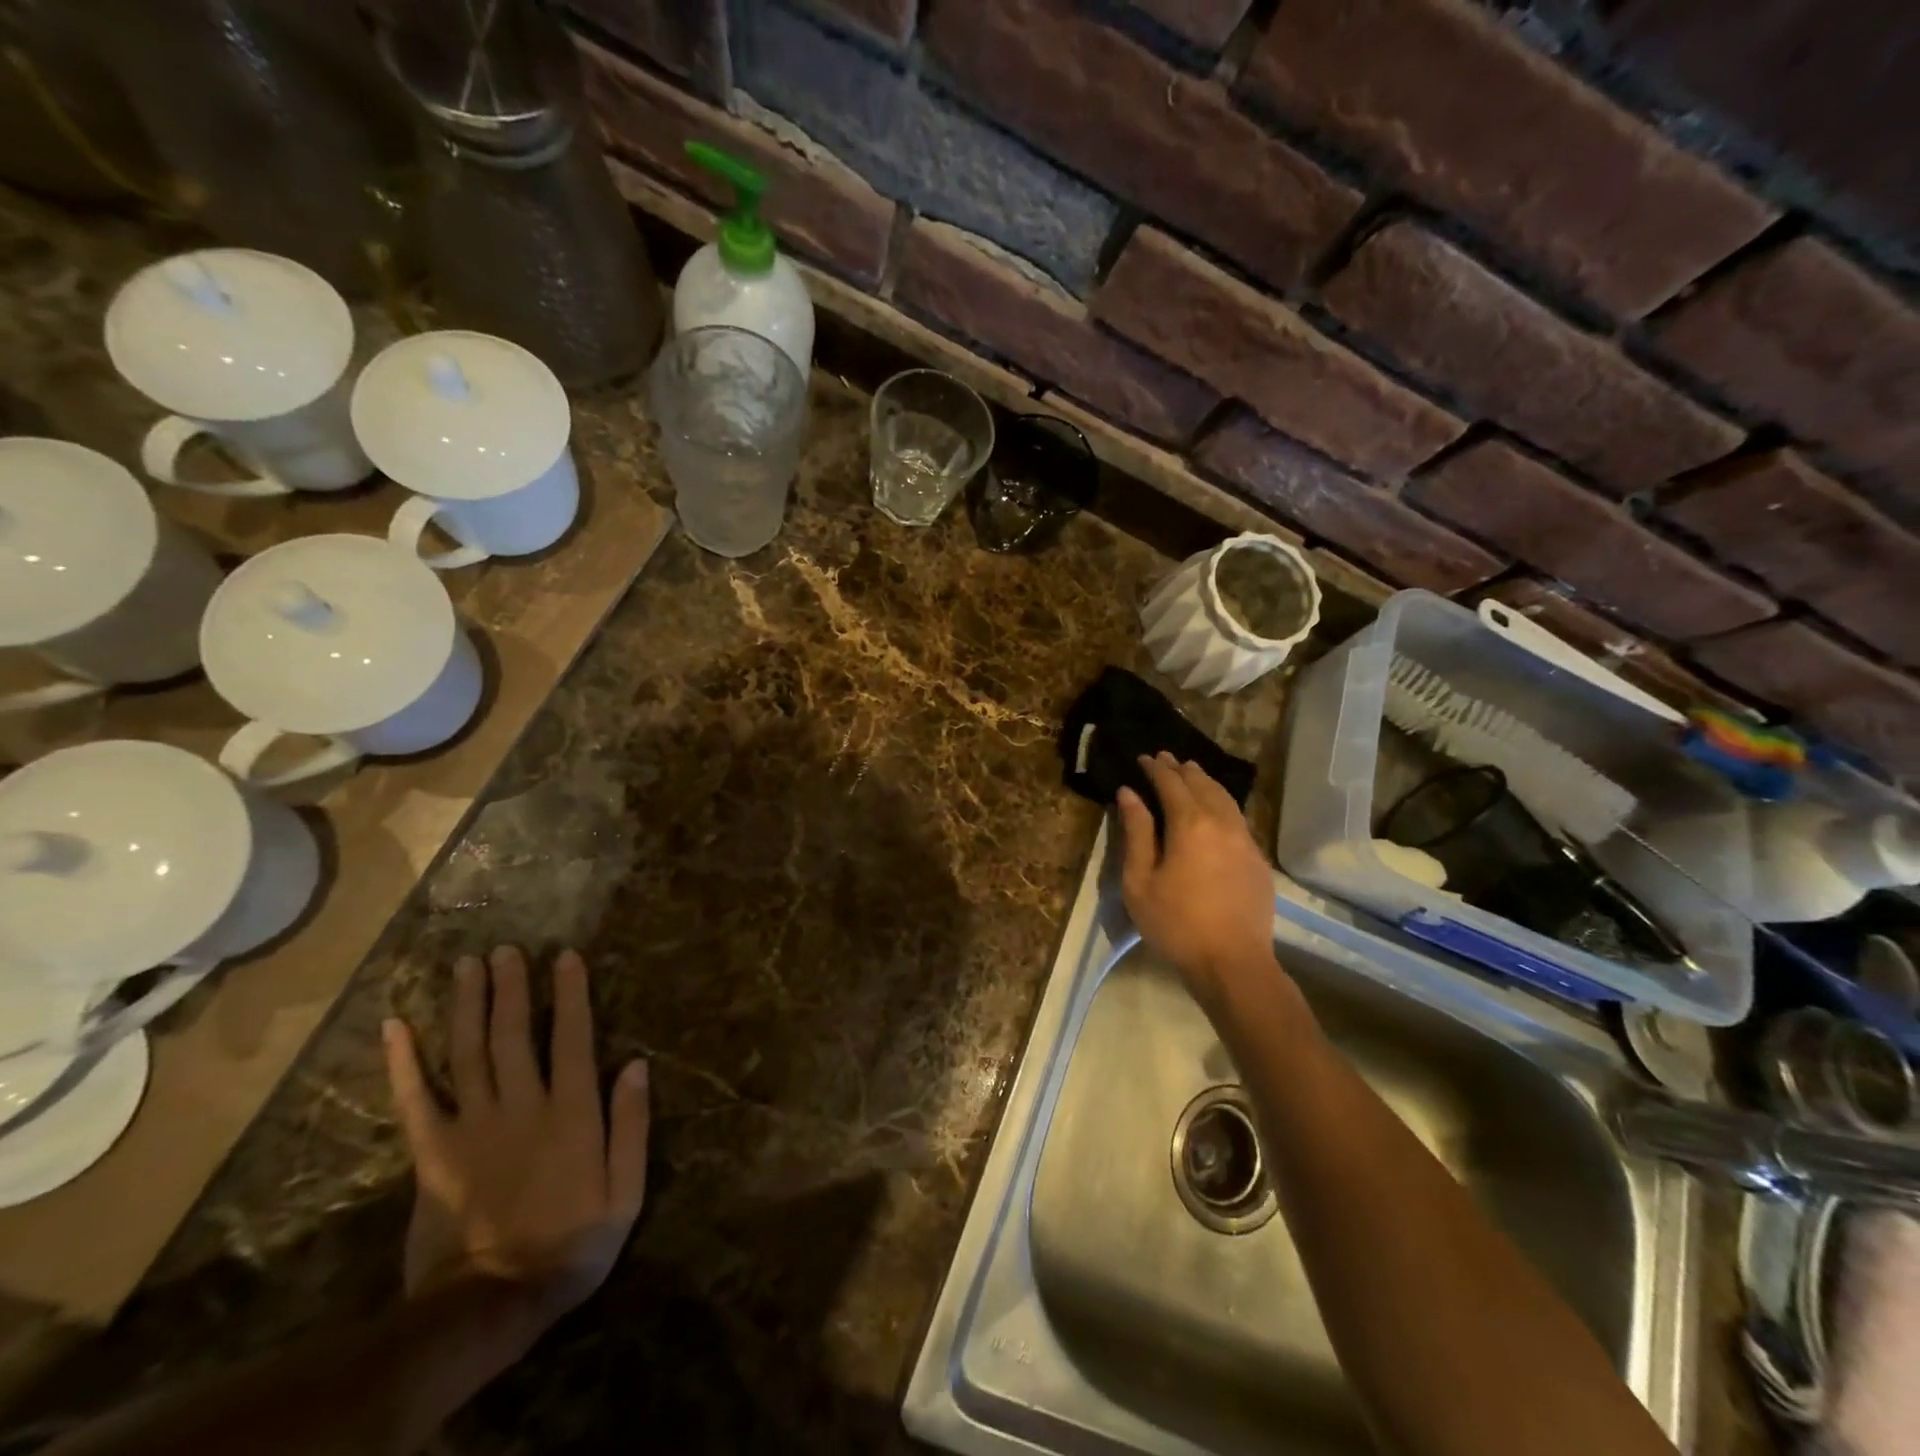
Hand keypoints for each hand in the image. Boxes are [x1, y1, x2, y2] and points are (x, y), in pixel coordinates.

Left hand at [382, 946, 649, 1326]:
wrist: (492, 1304)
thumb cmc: (572, 1244)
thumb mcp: (626, 1192)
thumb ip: (631, 1125)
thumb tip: (636, 1064)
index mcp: (571, 1113)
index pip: (572, 1038)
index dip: (570, 994)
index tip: (566, 956)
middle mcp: (521, 1107)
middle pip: (514, 1035)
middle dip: (512, 987)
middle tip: (507, 948)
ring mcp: (472, 1128)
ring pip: (468, 1053)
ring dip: (468, 1005)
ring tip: (467, 965)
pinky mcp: (433, 1154)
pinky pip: (415, 1100)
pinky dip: (405, 1062)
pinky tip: (397, 1026)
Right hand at [1117, 753, 1279, 1005]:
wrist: (1233, 964)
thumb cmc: (1176, 924)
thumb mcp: (1140, 881)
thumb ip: (1136, 832)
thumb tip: (1129, 794)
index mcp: (1190, 824)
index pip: (1172, 784)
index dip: (1156, 769)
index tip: (1144, 757)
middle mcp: (1222, 823)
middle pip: (1202, 784)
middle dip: (1182, 769)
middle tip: (1165, 758)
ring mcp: (1245, 840)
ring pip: (1225, 798)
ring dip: (1205, 782)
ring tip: (1191, 773)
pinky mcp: (1258, 860)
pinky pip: (1237, 818)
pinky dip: (1221, 802)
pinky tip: (1214, 809)